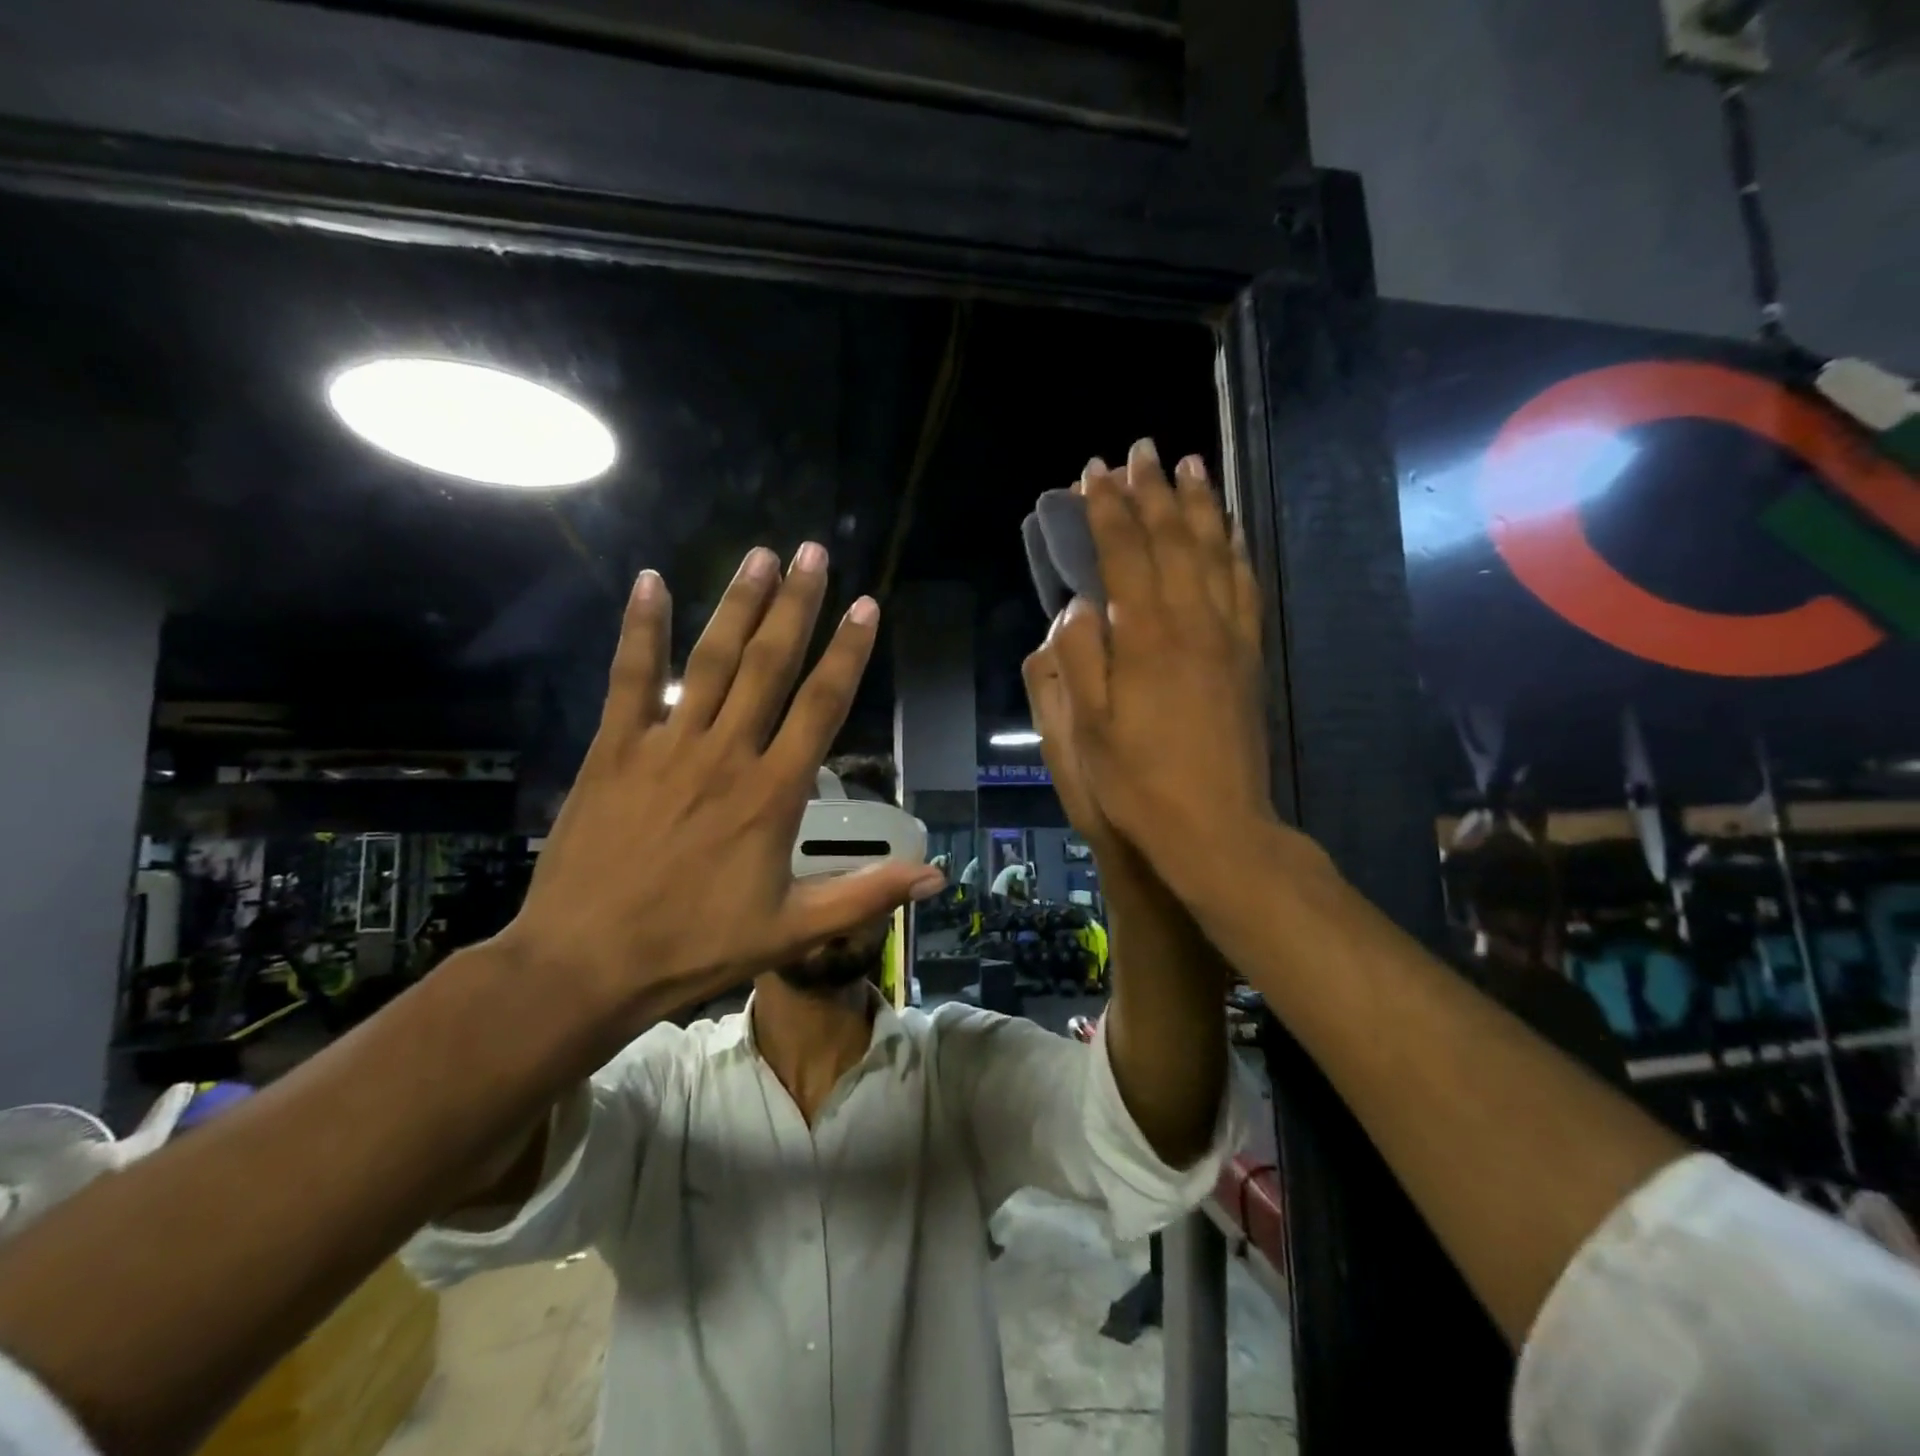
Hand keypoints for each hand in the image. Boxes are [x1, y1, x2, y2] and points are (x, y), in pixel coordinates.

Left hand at [498, 544, 943, 1029]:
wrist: (585, 965)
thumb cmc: (695, 947)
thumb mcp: (793, 931)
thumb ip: (866, 895)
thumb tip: (936, 875)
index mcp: (773, 793)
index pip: (822, 706)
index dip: (848, 653)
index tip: (866, 606)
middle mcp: (726, 754)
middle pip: (770, 665)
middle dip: (797, 605)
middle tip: (813, 552)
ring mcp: (666, 746)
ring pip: (711, 661)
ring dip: (738, 605)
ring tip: (761, 555)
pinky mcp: (613, 750)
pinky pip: (630, 679)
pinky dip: (641, 629)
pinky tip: (650, 581)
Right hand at [1046, 441, 1276, 901]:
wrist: (1215, 828)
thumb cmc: (1137, 783)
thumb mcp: (1086, 730)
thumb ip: (1079, 659)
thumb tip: (1079, 605)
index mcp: (1146, 639)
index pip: (1125, 555)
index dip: (1107, 511)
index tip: (1093, 473)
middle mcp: (1193, 624)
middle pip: (1174, 541)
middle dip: (1154, 492)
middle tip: (1142, 451)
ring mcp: (1229, 639)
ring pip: (1216, 554)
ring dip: (1201, 507)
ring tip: (1191, 467)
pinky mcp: (1249, 658)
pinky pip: (1245, 587)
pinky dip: (1235, 550)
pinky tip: (1230, 533)